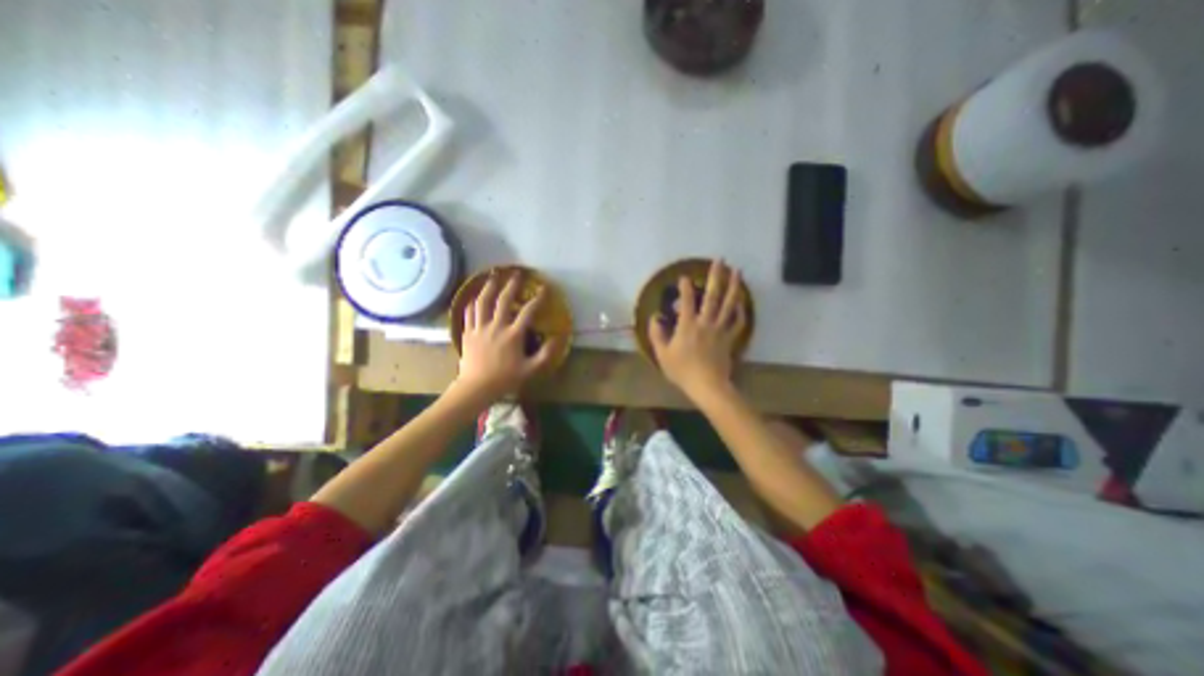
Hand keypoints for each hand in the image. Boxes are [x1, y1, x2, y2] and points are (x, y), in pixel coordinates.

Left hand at [456, 272, 559, 402]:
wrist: (476, 387)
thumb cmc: (505, 379)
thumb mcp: (531, 370)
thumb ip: (546, 354)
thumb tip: (557, 338)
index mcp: (513, 335)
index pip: (528, 311)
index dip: (538, 299)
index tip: (544, 289)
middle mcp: (496, 326)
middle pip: (504, 300)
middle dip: (511, 284)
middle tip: (516, 273)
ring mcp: (480, 328)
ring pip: (483, 302)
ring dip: (489, 287)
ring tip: (493, 276)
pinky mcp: (468, 332)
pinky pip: (469, 312)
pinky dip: (473, 302)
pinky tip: (475, 297)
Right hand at [650, 256, 744, 394]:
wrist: (707, 385)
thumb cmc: (682, 371)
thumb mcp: (662, 354)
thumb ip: (657, 334)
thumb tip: (655, 317)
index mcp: (687, 325)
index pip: (687, 301)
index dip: (685, 287)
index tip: (684, 276)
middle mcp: (705, 322)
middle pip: (712, 296)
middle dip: (715, 276)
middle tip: (720, 260)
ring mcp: (720, 329)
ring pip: (729, 304)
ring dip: (733, 286)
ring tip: (737, 272)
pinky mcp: (730, 339)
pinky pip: (737, 322)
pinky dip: (740, 311)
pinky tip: (741, 302)